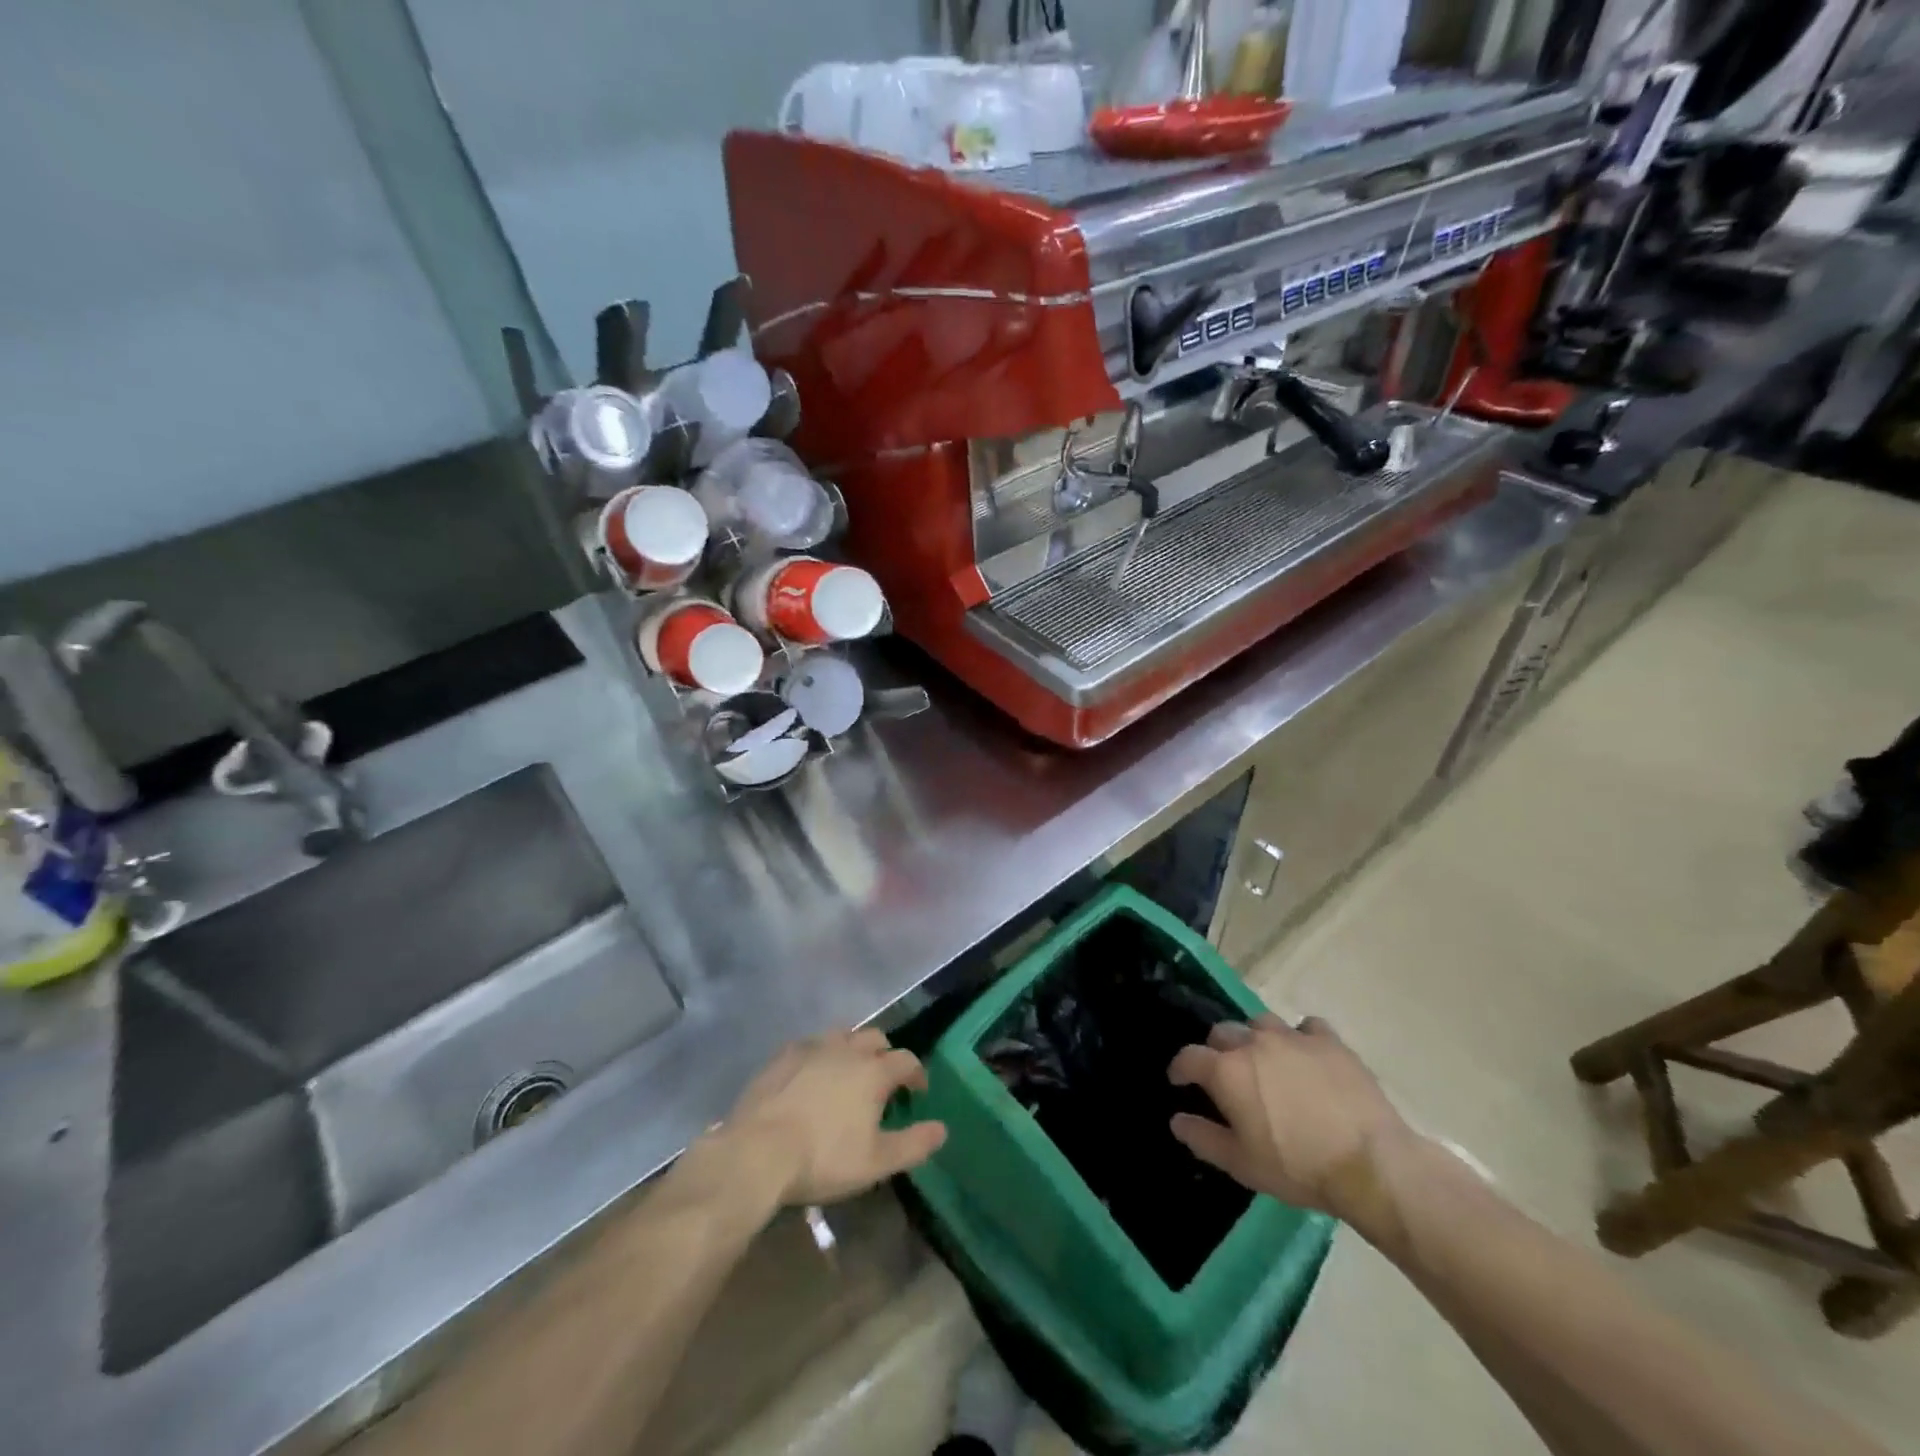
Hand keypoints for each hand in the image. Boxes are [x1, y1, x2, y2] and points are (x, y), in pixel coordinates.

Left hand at [719, 1028, 947, 1206]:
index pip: (907, 1061)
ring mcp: (813, 1046)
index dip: (917, 1074)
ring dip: (853, 1049)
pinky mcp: (784, 1054)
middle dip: (886, 1054)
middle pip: (876, 1039)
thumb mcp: (876, 1162)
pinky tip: (813, 1074)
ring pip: (843, 1035)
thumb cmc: (823, 1158)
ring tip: (849, 1072)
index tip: (917, 1092)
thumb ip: (914, 1144)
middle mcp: (847, 1049)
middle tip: (883, 1080)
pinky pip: (812, 1044)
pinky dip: (822, 1054)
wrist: (758, 1151)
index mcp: (874, 1071)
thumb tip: (942, 1129)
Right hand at [1166, 1015, 1418, 1229]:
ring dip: (1256, 1038)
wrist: (1370, 1164)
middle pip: (1223, 1032)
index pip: (1189, 1057)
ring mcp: (1293, 1037)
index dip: (1180, 1068)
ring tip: (1266, 1061)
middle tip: (1227, 1075)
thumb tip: (1177, 1119)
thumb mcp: (1242, 1164)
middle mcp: (1254, 1042)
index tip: (1179, 1080)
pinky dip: (1301, 1038)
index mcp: (1227, 1070)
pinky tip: (1307, 1057)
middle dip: (1217, 1050)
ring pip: (1261, 1023)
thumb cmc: (1298, 1167)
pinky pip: (1307, 1027)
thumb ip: (1203, 1138)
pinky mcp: (1329, 1042)